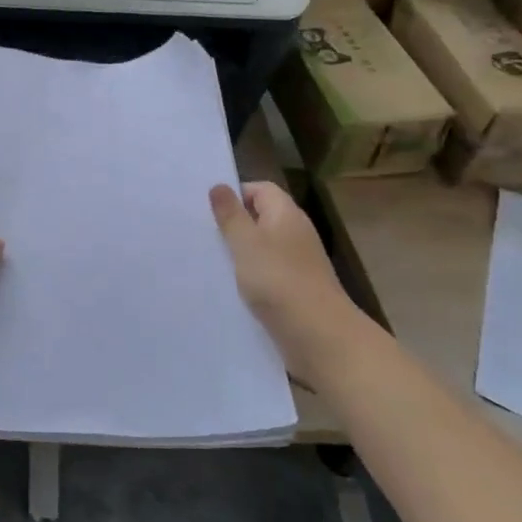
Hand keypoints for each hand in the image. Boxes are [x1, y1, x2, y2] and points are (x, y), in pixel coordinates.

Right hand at [209, 182, 367, 377]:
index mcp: (286, 214)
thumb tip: (219, 185)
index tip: (208, 209)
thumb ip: (230, 214)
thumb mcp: (246, 243)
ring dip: (239, 253)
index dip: (235, 194)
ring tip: (209, 260)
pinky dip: (250, 277)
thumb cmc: (278, 280)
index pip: (260, 189)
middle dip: (233, 224)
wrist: (319, 336)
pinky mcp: (295, 289)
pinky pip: (267, 274)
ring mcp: (298, 263)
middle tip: (202, 234)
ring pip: (262, 248)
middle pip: (261, 218)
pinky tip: (229, 288)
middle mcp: (295, 233)